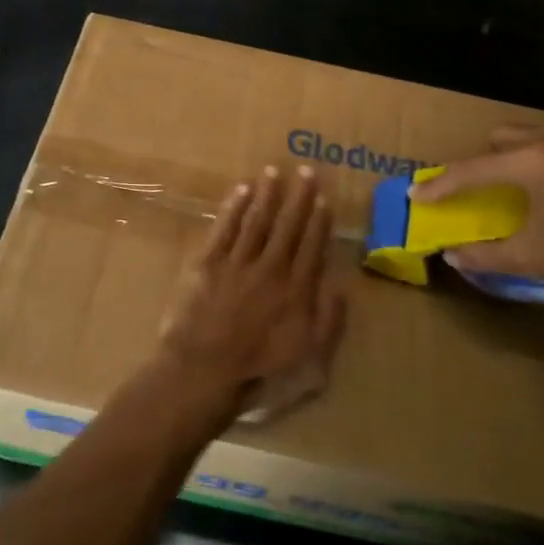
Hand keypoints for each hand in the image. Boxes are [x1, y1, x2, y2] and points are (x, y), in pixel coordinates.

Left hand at [157, 165, 345, 426]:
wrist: (203, 373)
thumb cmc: (258, 374)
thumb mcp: (310, 362)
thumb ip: (329, 323)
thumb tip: (340, 287)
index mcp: (296, 291)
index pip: (312, 247)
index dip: (319, 221)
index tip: (324, 198)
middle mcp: (270, 268)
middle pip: (288, 226)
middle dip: (299, 197)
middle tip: (307, 170)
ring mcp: (237, 262)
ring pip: (256, 219)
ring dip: (267, 194)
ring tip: (275, 171)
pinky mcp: (208, 262)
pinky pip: (224, 227)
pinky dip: (234, 207)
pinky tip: (242, 190)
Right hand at [410, 125, 543, 296]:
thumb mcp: (539, 257)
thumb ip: (489, 255)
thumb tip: (454, 255)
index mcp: (527, 162)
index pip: (469, 171)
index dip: (439, 186)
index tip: (416, 195)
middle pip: (501, 138)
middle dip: (483, 160)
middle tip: (481, 189)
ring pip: (536, 136)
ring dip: (518, 157)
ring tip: (525, 188)